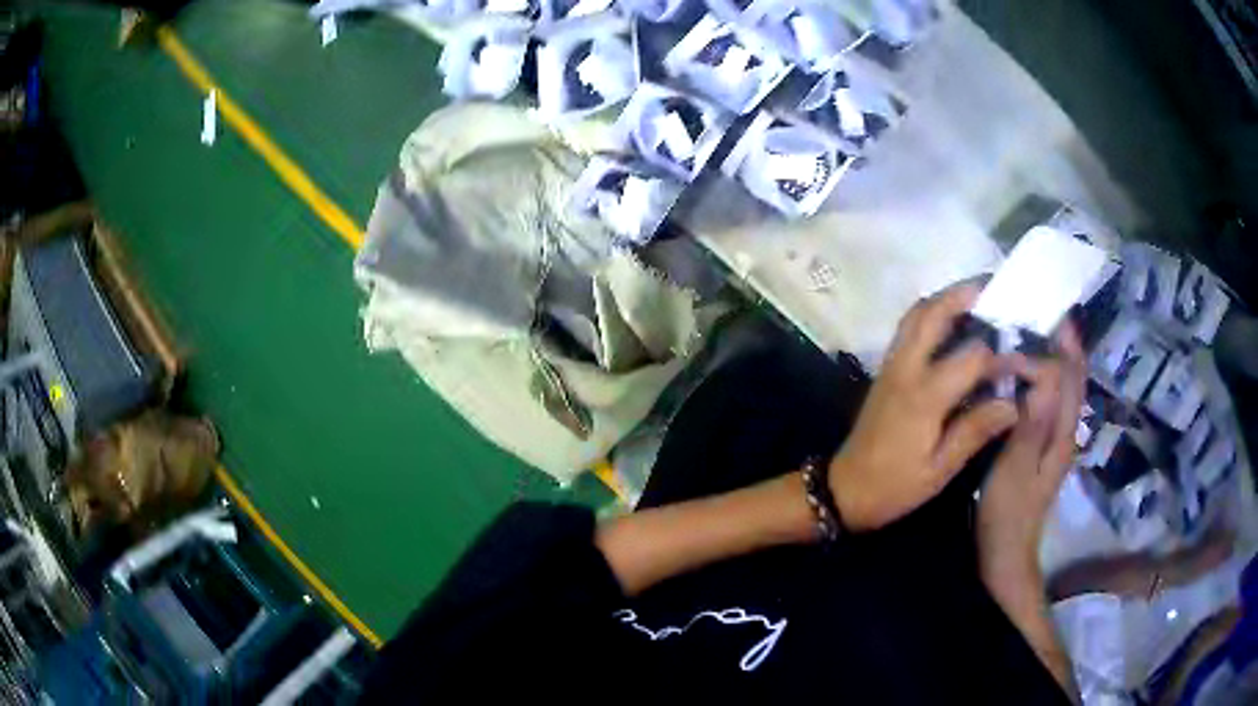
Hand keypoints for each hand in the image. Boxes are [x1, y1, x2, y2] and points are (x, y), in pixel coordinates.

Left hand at [829, 282, 1018, 530]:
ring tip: (976, 297)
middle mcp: (906, 369)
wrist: (845, 490)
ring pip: (916, 314)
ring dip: (945, 298)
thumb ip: (975, 432)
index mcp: (924, 396)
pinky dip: (930, 313)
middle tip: (995, 287)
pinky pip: (908, 327)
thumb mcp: (939, 470)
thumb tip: (1013, 402)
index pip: (972, 356)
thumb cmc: (894, 487)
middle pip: (933, 313)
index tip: (1024, 356)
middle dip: (965, 294)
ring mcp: (891, 365)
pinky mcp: (886, 369)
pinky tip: (951, 321)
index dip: (1001, 354)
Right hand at [974, 324, 1085, 698]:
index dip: (1053, 348)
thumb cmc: (1008, 515)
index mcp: (1062, 434)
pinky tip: (1025, 371)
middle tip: (1043, 310)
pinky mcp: (1043, 447)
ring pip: (1065, 387)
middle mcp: (1065, 431)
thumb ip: (1032, 426)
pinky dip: (1045, 378)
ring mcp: (1055, 440)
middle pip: (1074, 377)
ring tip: (1035, 330)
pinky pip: (1051, 401)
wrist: (1006, 556)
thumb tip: (1046, 377)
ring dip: (1057, 356)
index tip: (1030, 328)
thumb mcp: (1015, 471)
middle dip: (1065, 342)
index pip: (1068, 377)